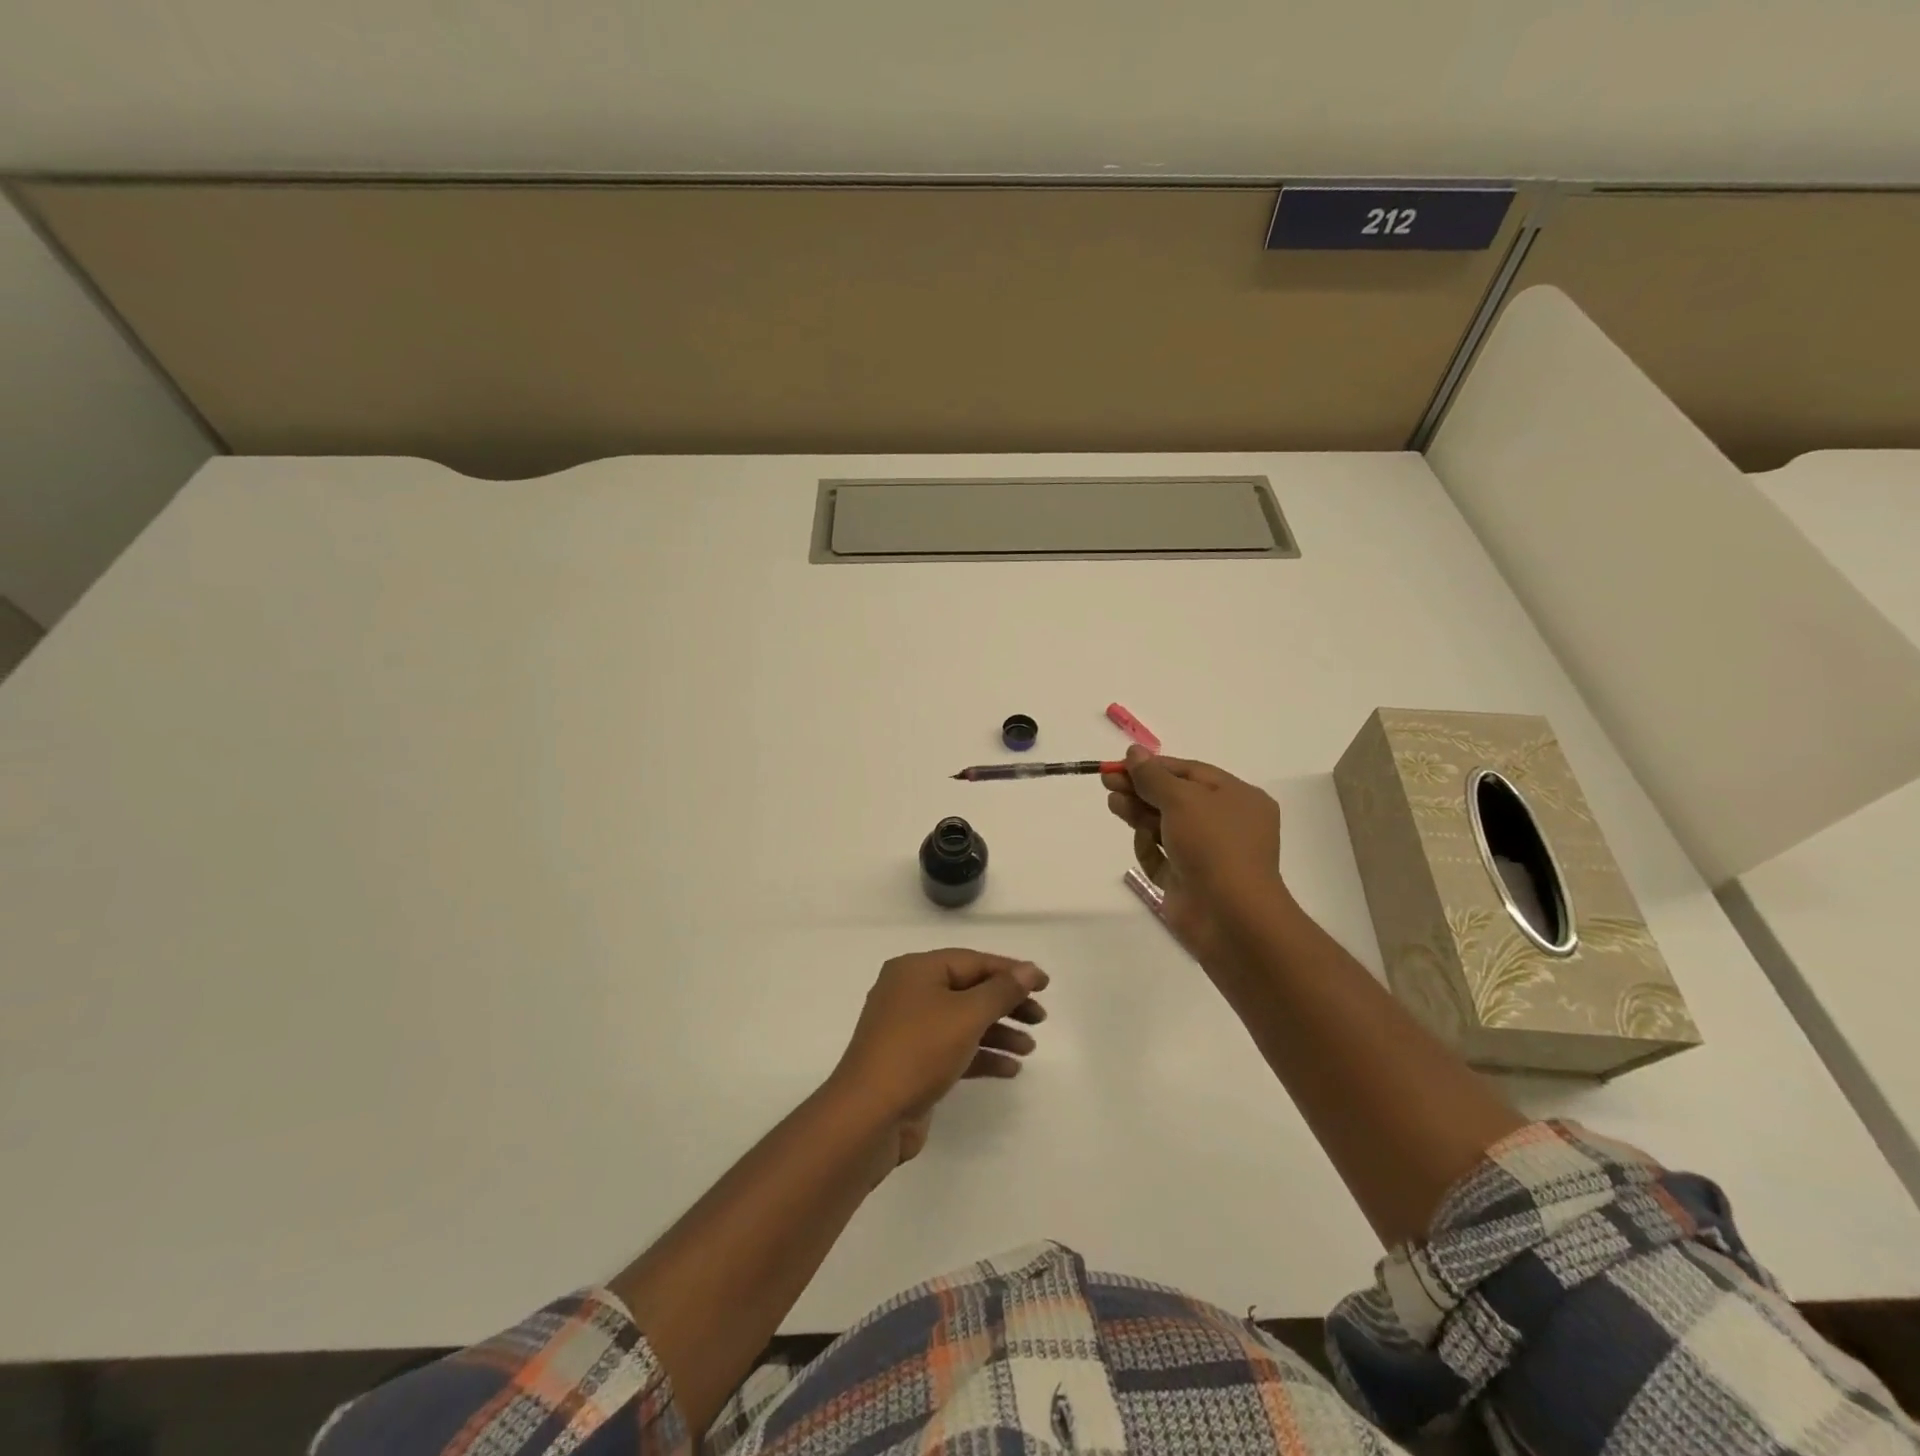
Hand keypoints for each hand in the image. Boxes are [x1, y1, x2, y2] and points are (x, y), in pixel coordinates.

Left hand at [829, 950, 1047, 1166]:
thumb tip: (1029, 969)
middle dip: (1006, 1003)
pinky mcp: (911, 1062)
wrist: (869, 1116)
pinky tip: (1010, 1069)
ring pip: (962, 1021)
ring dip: (997, 1031)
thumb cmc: (918, 1051)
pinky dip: (980, 1055)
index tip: (1045, 984)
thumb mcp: (966, 1015)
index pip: (972, 961)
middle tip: (1040, 1018)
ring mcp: (908, 1029)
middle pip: (968, 990)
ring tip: (1029, 1048)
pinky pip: (953, 1049)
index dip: (1011, 971)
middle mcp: (909, 992)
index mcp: (916, 970)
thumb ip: (1002, 991)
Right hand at [1102, 747, 1283, 966]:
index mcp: (1239, 798)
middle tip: (1108, 784)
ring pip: (1166, 826)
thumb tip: (1134, 752)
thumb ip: (1153, 776)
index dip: (1154, 767)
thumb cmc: (1213, 845)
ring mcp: (1208, 854)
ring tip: (1113, 805)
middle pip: (1176, 798)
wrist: (1229, 916)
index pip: (1191, 772)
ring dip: (1139, 814)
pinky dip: (1149, 847)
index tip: (1120, 765)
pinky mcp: (1189, 880)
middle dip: (1142, 790)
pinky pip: (1164, 857)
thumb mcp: (1182, 800)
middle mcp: (1227, 824)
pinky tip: (1139, 840)